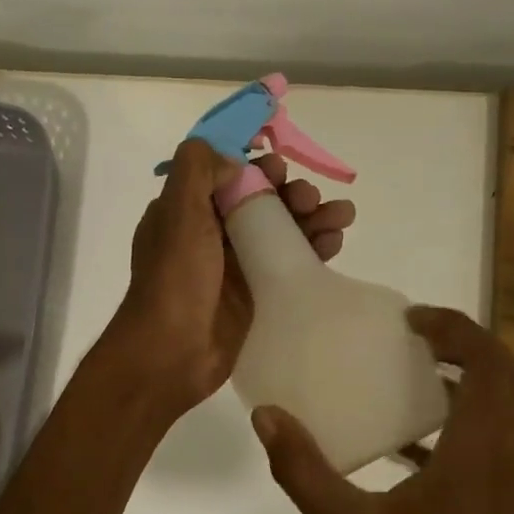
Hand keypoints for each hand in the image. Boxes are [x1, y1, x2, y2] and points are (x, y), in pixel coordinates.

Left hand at [100, 138, 355, 421]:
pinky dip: (314, 249)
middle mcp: (212, 234)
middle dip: (291, 194)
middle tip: (310, 199)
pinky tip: (335, 242)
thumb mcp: (177, 212)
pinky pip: (290, 263)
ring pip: (282, 231)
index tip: (279, 168)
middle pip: (262, 202)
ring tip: (341, 216)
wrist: (172, 353)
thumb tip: (235, 160)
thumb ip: (198, 170)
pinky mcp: (258, 294)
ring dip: (312, 217)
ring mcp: (237, 266)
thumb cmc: (175, 279)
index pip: (228, 176)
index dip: (257, 168)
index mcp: (187, 211)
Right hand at [250, 307, 513, 513]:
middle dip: (469, 344)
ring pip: (511, 406)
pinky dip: (469, 416)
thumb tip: (268, 415)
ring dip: (473, 378)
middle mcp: (509, 456)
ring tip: (418, 371)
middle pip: (509, 376)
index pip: (488, 365)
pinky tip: (416, 439)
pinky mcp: (511, 502)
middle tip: (418, 336)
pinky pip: (500, 436)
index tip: (412, 319)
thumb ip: (303, 470)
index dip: (456, 329)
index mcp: (478, 452)